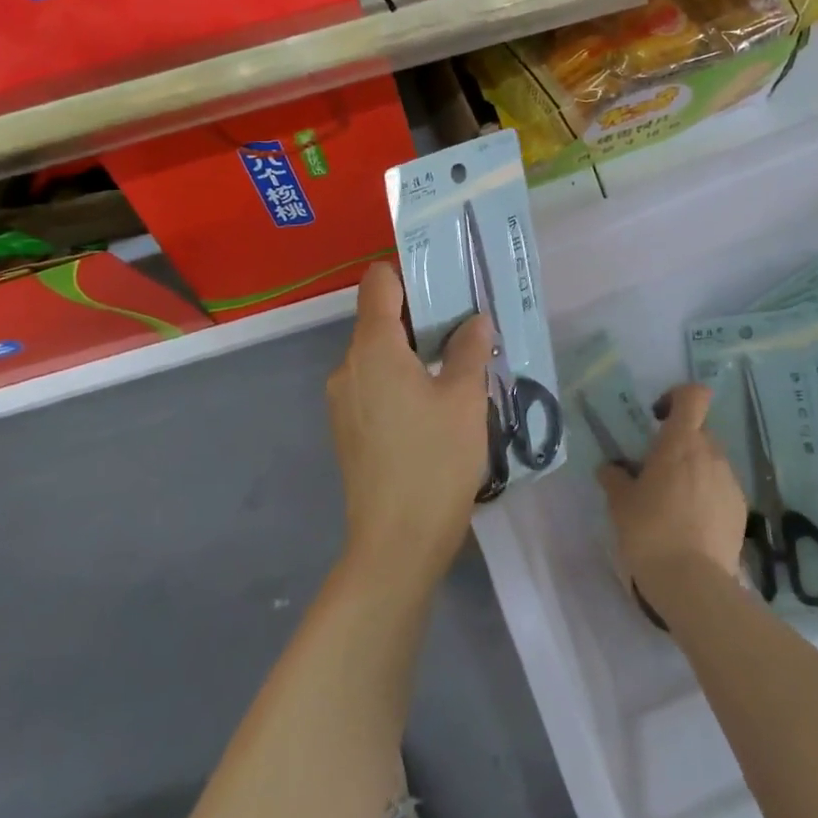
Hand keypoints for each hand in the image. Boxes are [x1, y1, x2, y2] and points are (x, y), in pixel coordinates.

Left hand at [326, 261, 493, 590]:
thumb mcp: (464, 399)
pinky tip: (434, 402)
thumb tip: (475, 320)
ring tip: (456, 363)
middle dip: (420, 314)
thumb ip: (468, 350)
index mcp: (373, 348)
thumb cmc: (434, 462)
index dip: (408, 271)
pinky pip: (373, 383)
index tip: (445, 279)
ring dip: (412, 350)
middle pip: (379, 318)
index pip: (378, 282)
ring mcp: (343, 399)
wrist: (395, 546)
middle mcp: (348, 366)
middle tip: (465, 323)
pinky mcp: (347, 428)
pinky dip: (400, 378)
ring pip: (377, 353)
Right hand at [597, 382, 747, 603]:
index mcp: (681, 442)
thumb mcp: (620, 503)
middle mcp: (711, 453)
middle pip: (699, 430)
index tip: (658, 417)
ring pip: (710, 461)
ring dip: (693, 470)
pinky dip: (706, 496)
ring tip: (672, 503)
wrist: (694, 585)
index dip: (677, 397)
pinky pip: (720, 488)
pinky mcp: (740, 510)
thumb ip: (615, 477)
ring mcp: (730, 482)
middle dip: (679, 442)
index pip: (693, 396)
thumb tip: (611, 468)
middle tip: (656, 470)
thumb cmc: (650, 531)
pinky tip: (690, 525)